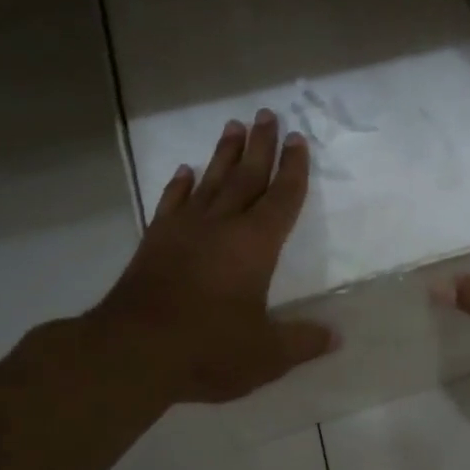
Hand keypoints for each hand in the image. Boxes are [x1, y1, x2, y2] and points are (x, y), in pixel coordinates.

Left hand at [80, 109, 335, 406]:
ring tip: (232, 127)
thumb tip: (336, 336)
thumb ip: (302, 342)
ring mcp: (184, 230)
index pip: (282, 198)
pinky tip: (185, 171)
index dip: (293, 169)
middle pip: (247, 177)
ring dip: (223, 154)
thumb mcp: (266, 355)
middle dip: (261, 146)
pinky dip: (180, 185)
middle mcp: (222, 226)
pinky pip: (172, 202)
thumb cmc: (209, 349)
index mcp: (256, 245)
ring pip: (210, 182)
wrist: (134, 350)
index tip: (298, 139)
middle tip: (266, 114)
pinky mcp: (155, 242)